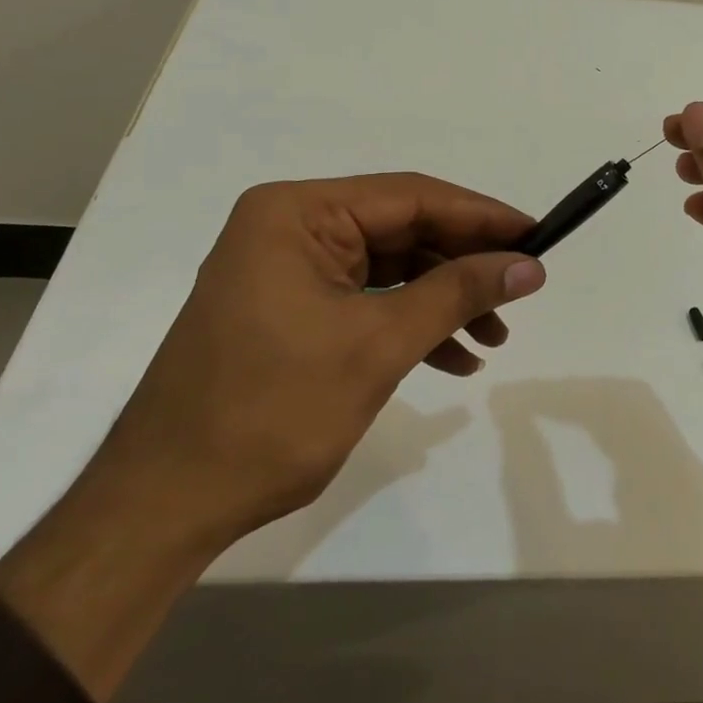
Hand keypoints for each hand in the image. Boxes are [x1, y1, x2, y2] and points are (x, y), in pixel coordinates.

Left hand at [0, 173, 544, 701]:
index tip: (537, 235)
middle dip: (463, 266)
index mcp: (297, 213)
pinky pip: (366, 301)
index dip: (480, 216)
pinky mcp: (290, 311)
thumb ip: (458, 294)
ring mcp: (287, 271)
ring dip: (443, 302)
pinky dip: (410, 325)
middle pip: (402, 231)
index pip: (410, 197)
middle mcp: (289, 228)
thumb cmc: (270, 411)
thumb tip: (529, 265)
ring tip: (494, 340)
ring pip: (390, 269)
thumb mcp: (377, 345)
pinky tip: (452, 360)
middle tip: (521, 292)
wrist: (165, 505)